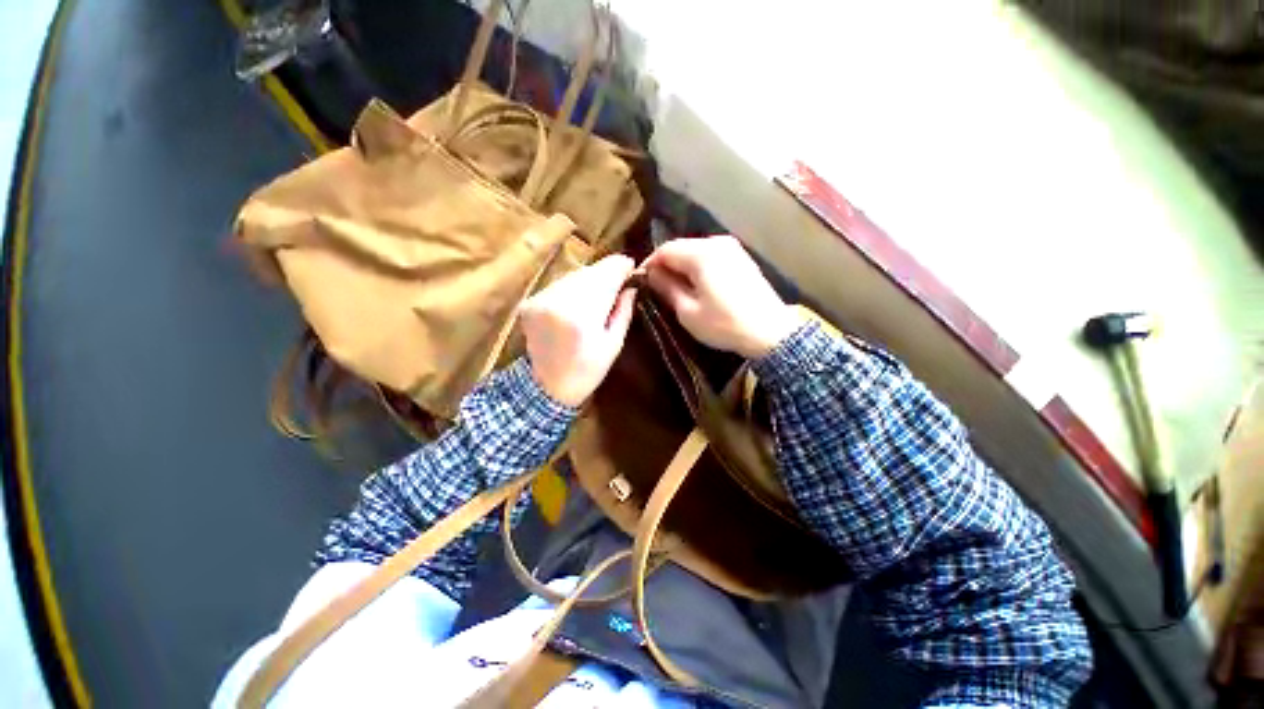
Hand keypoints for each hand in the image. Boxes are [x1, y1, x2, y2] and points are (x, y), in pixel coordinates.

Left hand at [519, 255, 637, 406]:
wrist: (546, 387)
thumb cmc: (587, 371)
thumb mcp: (613, 345)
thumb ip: (623, 312)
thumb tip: (631, 287)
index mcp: (583, 315)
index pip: (606, 275)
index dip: (621, 266)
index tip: (631, 267)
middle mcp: (559, 300)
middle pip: (589, 272)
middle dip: (606, 273)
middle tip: (619, 281)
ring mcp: (541, 299)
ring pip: (573, 275)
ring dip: (590, 279)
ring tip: (600, 293)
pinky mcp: (530, 302)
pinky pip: (559, 285)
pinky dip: (573, 288)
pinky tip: (579, 302)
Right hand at [643, 235, 801, 357]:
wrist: (770, 332)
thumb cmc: (725, 324)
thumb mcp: (688, 311)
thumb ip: (667, 288)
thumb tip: (651, 274)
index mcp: (702, 254)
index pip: (665, 250)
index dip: (649, 264)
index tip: (639, 281)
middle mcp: (717, 243)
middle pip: (680, 247)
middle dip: (665, 265)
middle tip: (654, 286)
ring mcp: (732, 248)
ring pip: (695, 251)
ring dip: (681, 266)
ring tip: (672, 287)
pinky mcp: (741, 257)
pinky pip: (710, 256)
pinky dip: (697, 267)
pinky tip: (695, 284)